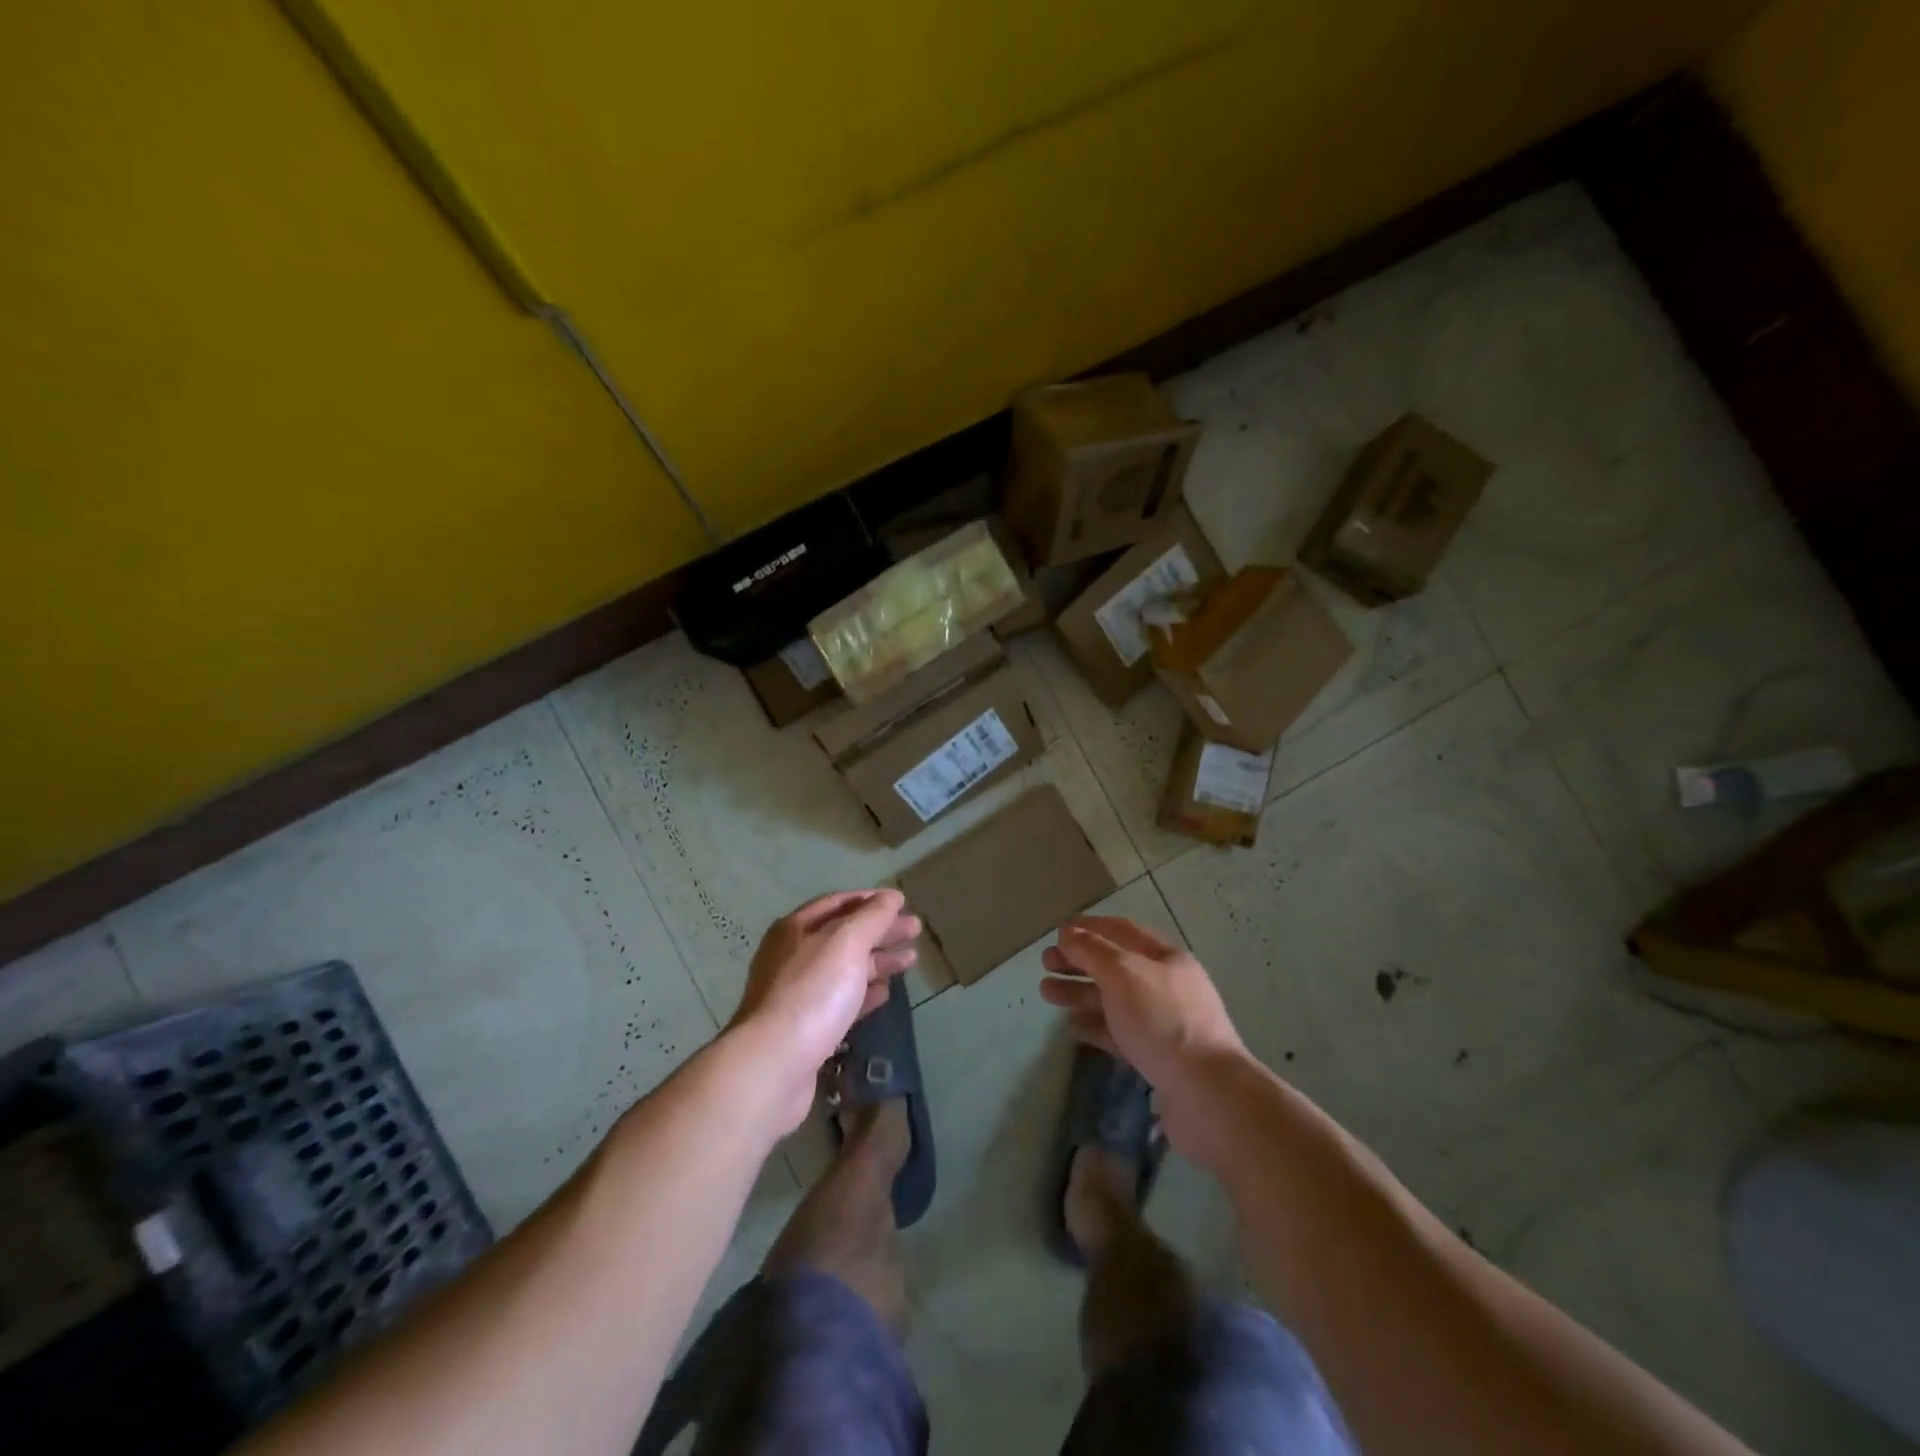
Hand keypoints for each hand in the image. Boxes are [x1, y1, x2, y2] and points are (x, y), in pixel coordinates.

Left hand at [729, 890, 920, 1132]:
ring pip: (845, 968)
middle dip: (880, 930)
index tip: (902, 902)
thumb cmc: (812, 992)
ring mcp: (798, 993)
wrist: (775, 1064)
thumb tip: (891, 897)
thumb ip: (872, 917)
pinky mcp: (807, 1028)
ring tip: (910, 960)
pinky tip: (885, 994)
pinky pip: (842, 1000)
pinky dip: (865, 993)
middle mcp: (793, 956)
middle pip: (844, 935)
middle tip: (915, 930)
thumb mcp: (846, 943)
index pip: (838, 903)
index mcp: (796, 929)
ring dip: (878, 961)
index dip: (871, 900)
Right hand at [1040, 916, 1251, 1158]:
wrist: (1206, 1094)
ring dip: (1080, 992)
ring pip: (1114, 999)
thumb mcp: (1123, 974)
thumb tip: (1068, 932)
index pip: (1122, 931)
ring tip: (1046, 992)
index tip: (1058, 931)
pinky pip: (1119, 1033)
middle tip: (1045, 963)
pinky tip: (1071, 1025)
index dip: (1090, 927)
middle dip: (1079, 961)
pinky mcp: (1157, 1057)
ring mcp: (1163, 1023)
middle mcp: (1166, 985)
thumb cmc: (1162, 1021)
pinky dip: (1094, 1025)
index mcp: (1166, 958)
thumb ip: (1092, 951)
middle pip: (1115, 965)